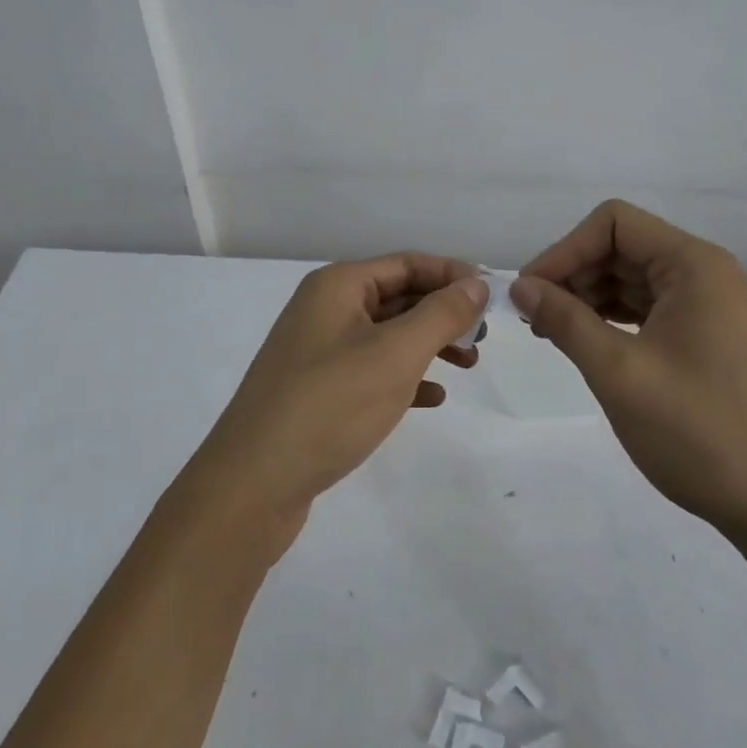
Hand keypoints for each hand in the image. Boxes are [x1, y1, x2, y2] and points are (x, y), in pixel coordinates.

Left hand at [187, 255, 488, 552]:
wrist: (253, 483)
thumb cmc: (330, 404)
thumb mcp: (396, 353)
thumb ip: (441, 314)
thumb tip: (476, 283)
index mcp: (338, 286)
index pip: (407, 263)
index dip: (452, 275)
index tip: (492, 299)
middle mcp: (325, 309)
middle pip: (398, 297)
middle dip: (443, 313)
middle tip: (481, 340)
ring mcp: (318, 351)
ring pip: (387, 335)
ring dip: (428, 345)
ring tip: (467, 367)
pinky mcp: (317, 390)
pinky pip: (371, 370)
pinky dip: (404, 377)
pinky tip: (431, 398)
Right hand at [511, 201, 746, 537]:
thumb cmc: (695, 432)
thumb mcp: (617, 372)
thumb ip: (564, 320)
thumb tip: (520, 285)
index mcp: (694, 265)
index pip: (614, 223)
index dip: (565, 250)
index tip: (529, 293)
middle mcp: (705, 273)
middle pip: (621, 246)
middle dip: (573, 274)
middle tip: (534, 318)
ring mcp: (708, 305)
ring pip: (631, 277)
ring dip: (587, 296)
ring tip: (552, 333)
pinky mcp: (705, 335)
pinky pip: (647, 306)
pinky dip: (611, 317)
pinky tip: (585, 342)